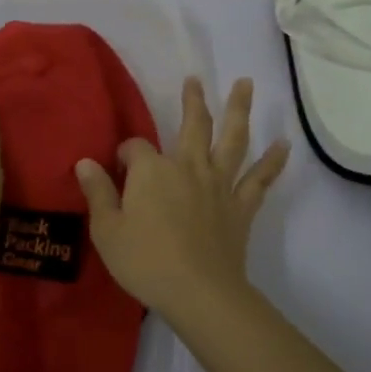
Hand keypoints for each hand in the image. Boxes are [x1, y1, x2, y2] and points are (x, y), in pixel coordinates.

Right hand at [74, 76, 288, 322]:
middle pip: (193, 126)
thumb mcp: (106, 230)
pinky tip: (285, 145)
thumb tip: (85, 162)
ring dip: (239, 110)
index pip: (136, 148)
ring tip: (246, 84)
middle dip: (193, 101)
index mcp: (152, 171)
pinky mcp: (241, 207)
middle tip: (195, 79)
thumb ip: (97, 193)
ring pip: (232, 140)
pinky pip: (260, 180)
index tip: (118, 168)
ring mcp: (219, 185)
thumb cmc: (144, 261)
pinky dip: (274, 162)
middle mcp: (188, 168)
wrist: (198, 292)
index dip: (125, 154)